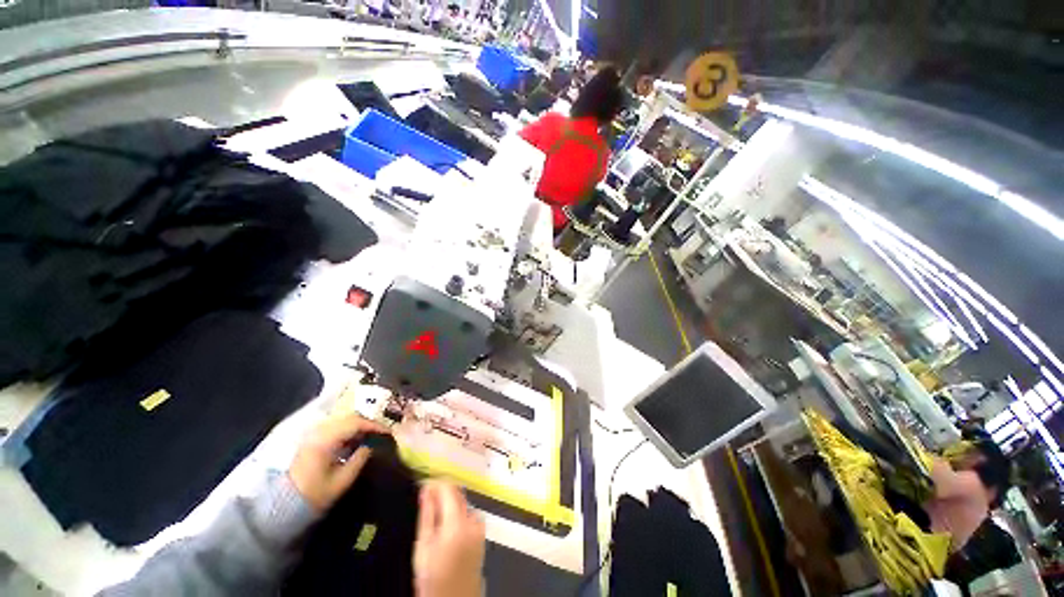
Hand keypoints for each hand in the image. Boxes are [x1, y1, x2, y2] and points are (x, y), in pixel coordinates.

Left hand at [288, 413, 389, 511]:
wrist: (284, 505)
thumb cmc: (314, 494)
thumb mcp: (342, 480)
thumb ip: (359, 459)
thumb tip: (372, 446)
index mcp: (325, 440)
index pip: (355, 423)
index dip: (374, 425)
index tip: (388, 432)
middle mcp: (319, 432)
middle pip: (349, 418)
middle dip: (368, 423)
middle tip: (382, 432)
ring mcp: (314, 434)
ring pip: (343, 420)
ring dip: (359, 425)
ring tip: (372, 436)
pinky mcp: (312, 439)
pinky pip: (336, 427)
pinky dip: (349, 430)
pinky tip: (356, 440)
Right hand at [413, 481, 485, 596]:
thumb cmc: (434, 578)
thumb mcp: (423, 547)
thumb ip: (426, 515)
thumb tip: (426, 490)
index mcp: (457, 522)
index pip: (449, 488)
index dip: (436, 483)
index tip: (424, 485)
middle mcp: (473, 520)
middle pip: (458, 494)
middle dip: (442, 492)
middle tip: (426, 500)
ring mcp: (480, 527)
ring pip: (463, 503)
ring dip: (450, 503)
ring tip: (434, 517)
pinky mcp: (482, 535)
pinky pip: (469, 514)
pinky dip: (458, 514)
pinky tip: (447, 527)